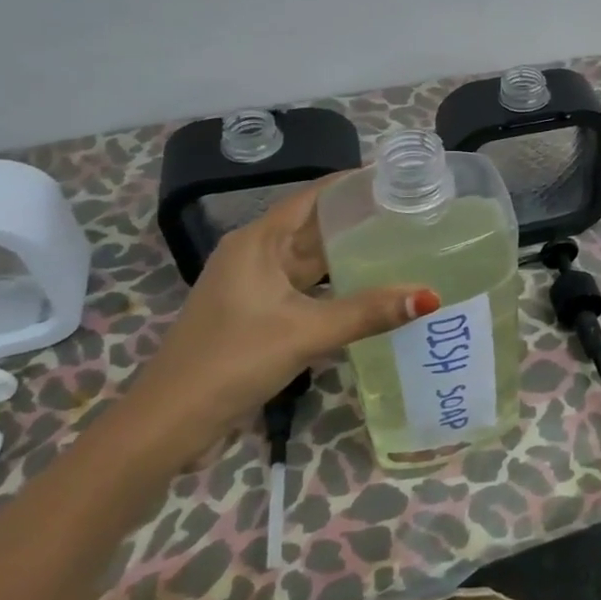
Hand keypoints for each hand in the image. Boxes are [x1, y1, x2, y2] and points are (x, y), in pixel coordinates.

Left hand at [126, 179, 439, 449]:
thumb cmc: (232, 361)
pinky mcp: (259, 314)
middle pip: (315, 226)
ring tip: (402, 244)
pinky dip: (338, 286)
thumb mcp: (305, 332)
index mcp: (258, 242)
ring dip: (351, 254)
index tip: (397, 177)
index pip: (314, 197)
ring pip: (313, 260)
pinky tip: (371, 289)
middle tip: (413, 212)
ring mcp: (256, 286)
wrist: (170, 422)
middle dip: (360, 219)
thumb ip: (368, 312)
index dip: (353, 184)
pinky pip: (308, 288)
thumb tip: (429, 296)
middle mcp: (256, 255)